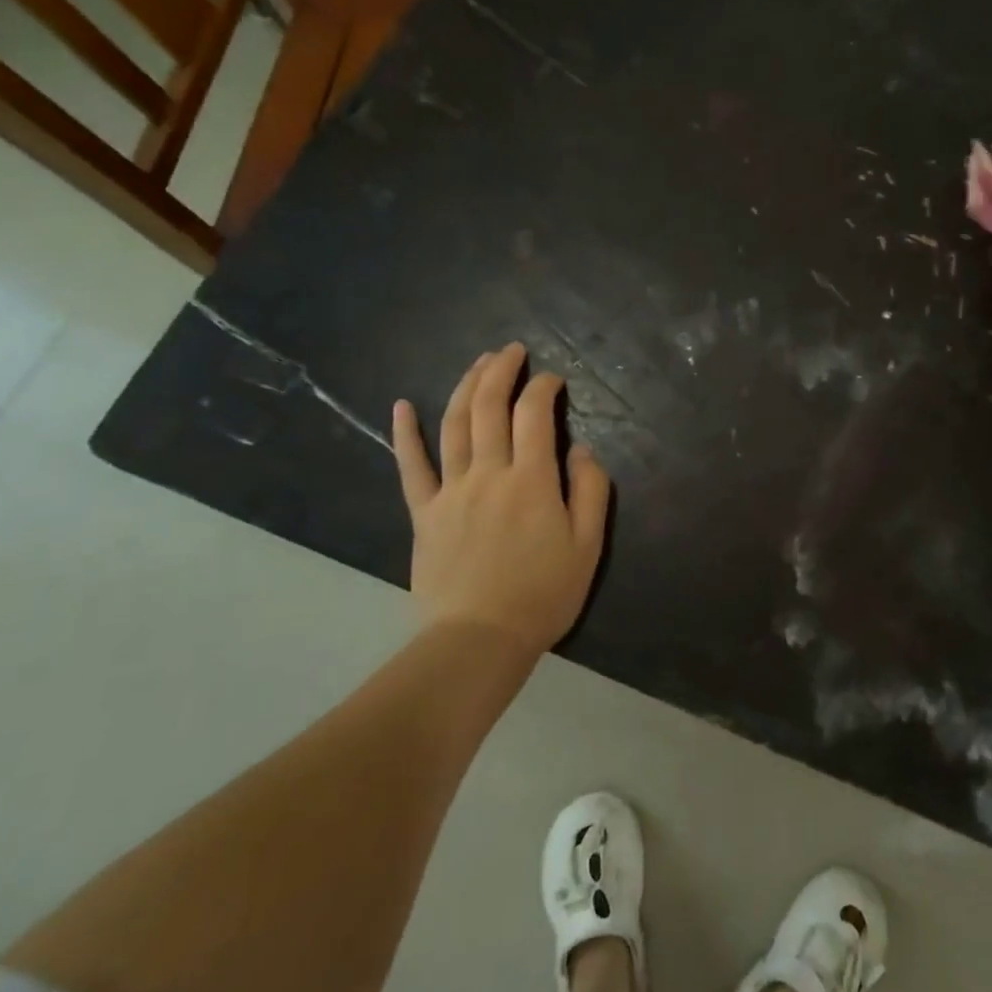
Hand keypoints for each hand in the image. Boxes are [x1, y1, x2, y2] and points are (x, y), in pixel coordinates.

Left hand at [392, 342, 611, 659]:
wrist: (478, 641)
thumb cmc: (542, 594)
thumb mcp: (588, 546)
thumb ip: (591, 491)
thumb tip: (583, 449)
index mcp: (531, 479)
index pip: (534, 414)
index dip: (544, 388)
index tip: (553, 380)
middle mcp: (489, 473)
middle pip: (489, 407)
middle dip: (501, 370)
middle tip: (511, 350)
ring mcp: (451, 491)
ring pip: (454, 425)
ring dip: (465, 386)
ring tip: (477, 362)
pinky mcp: (424, 513)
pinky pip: (411, 467)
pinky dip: (405, 433)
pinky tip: (401, 405)